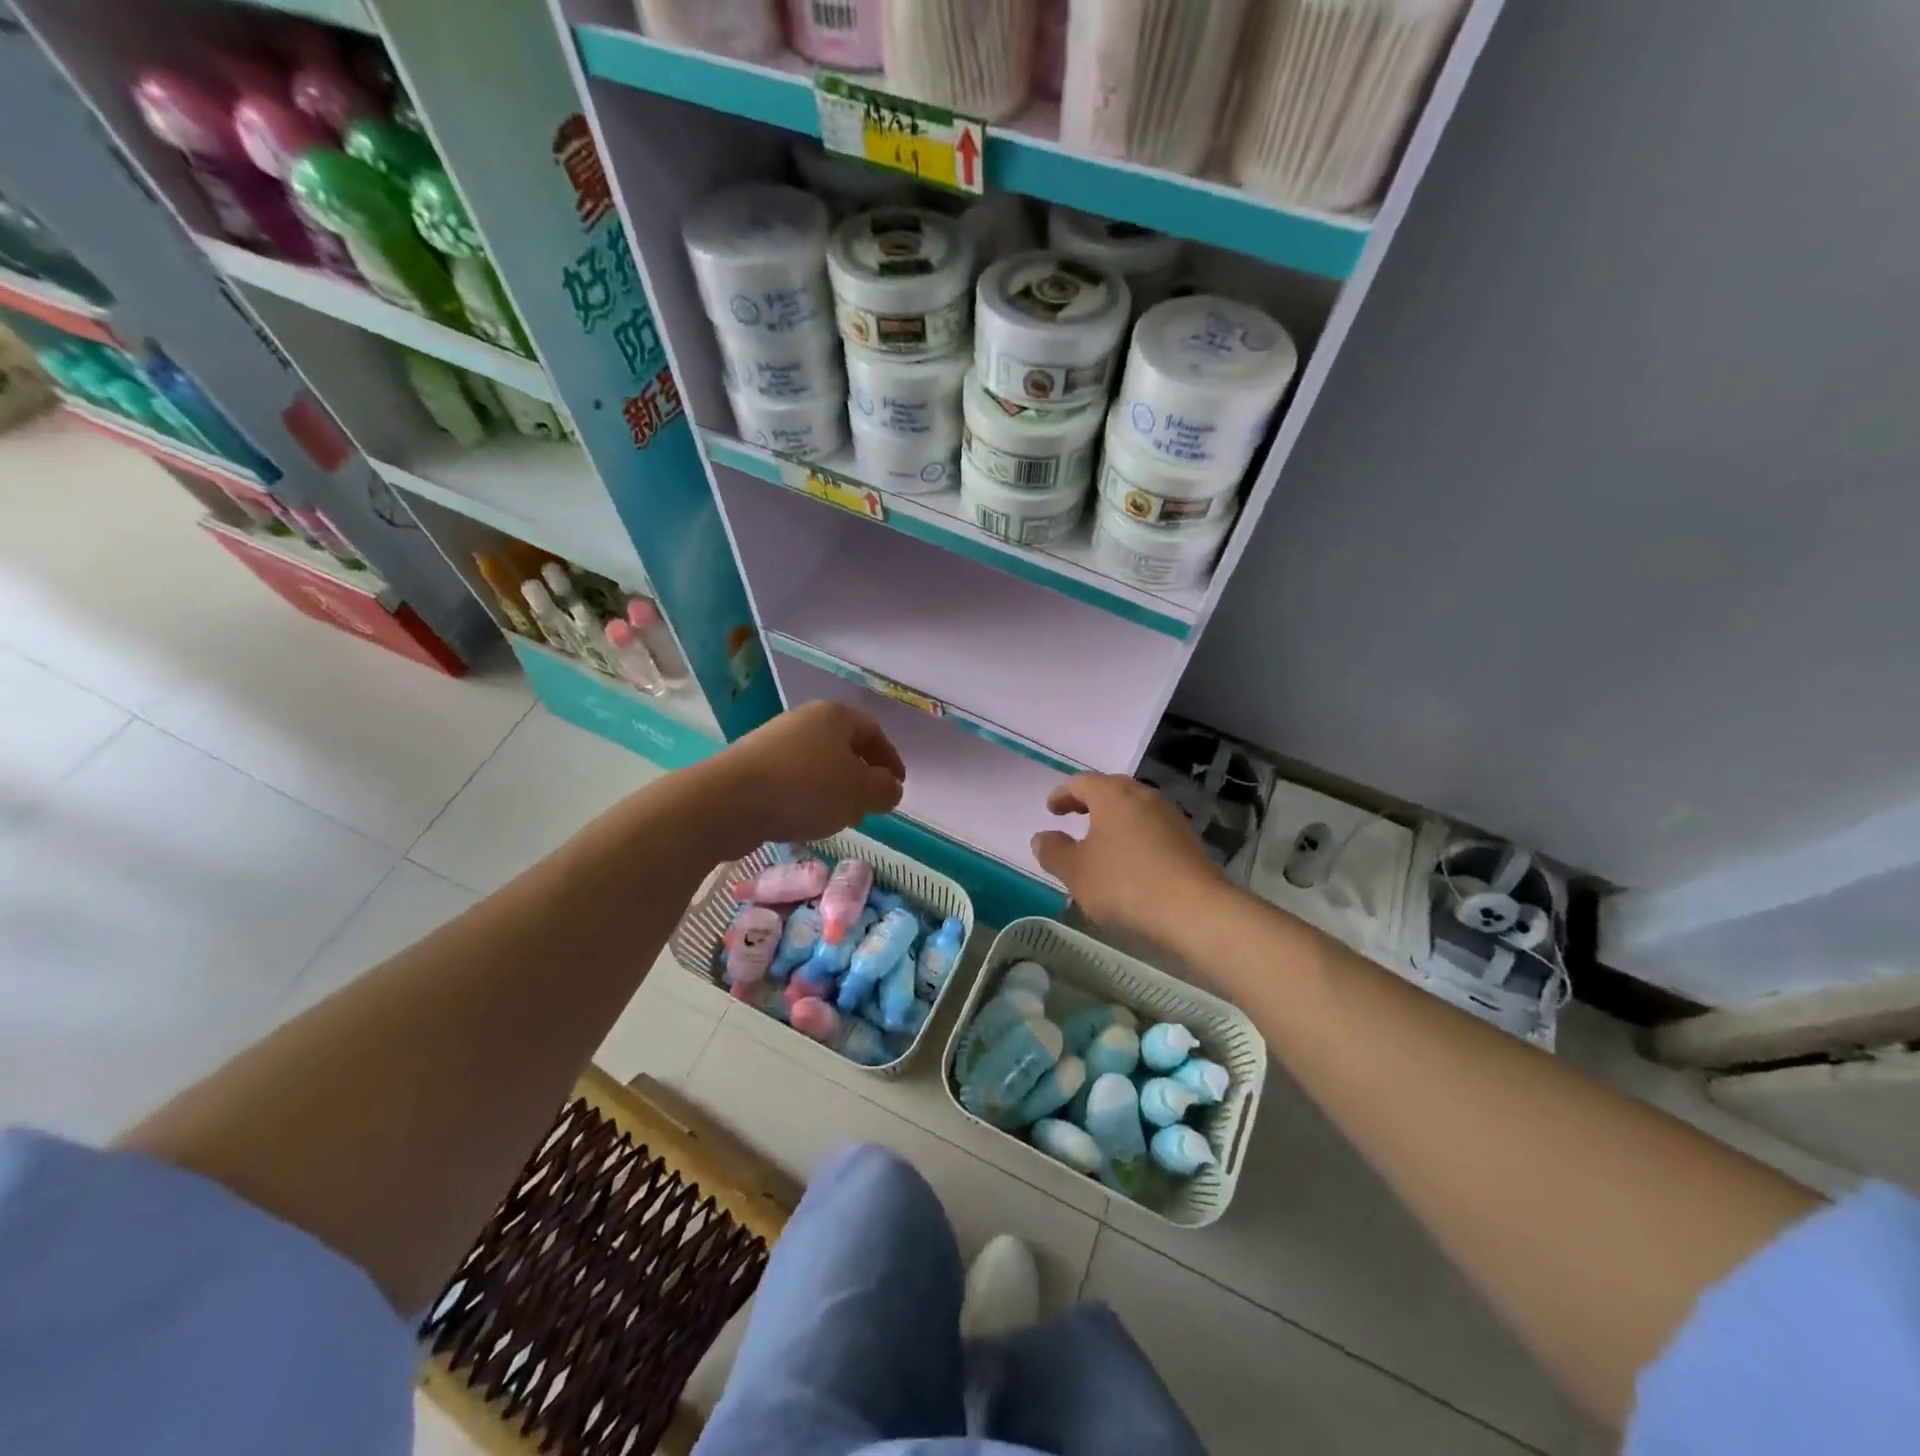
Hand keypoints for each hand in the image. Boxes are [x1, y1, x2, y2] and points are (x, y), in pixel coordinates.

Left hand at [707, 702, 904, 855]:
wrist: (729, 801)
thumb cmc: (805, 789)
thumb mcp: (859, 792)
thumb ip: (884, 790)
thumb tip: (891, 788)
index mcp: (834, 716)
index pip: (873, 731)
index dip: (890, 759)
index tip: (897, 786)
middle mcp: (804, 720)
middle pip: (844, 747)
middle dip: (861, 777)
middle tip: (870, 806)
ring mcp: (774, 742)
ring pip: (818, 765)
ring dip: (835, 791)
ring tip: (839, 819)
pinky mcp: (753, 767)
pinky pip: (792, 779)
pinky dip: (807, 797)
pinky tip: (806, 821)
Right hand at [1032, 774, 1227, 940]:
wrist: (1196, 911)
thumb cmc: (1125, 884)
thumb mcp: (1076, 871)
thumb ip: (1054, 851)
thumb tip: (1042, 837)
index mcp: (1113, 795)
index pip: (1082, 782)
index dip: (1063, 794)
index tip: (1051, 810)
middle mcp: (1144, 797)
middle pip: (1112, 790)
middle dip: (1090, 802)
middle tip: (1074, 816)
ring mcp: (1170, 818)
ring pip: (1134, 810)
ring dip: (1114, 821)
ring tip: (1100, 843)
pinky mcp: (1188, 842)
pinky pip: (1152, 830)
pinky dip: (1134, 838)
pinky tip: (1129, 863)